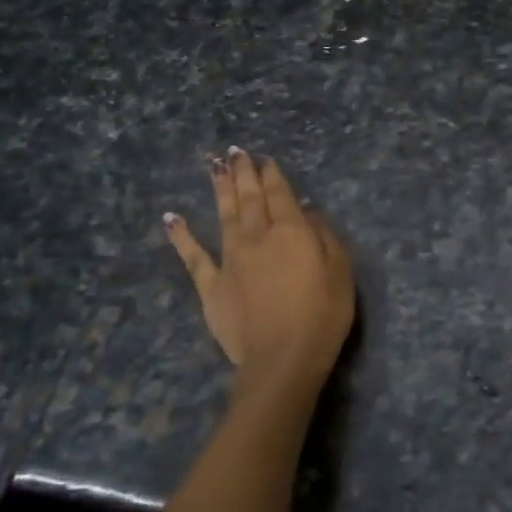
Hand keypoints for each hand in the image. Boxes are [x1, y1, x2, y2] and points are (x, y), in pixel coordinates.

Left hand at [165, 149, 354, 409]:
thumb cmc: (322, 315)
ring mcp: (230, 259)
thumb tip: (307, 211)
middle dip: (243, 173)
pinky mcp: (211, 285)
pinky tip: (171, 218)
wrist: (282, 359)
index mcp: (291, 231)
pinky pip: (193, 256)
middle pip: (249, 198)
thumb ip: (325, 237)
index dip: (272, 175)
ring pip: (223, 215)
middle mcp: (257, 237)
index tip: (264, 159)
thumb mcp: (340, 272)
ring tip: (214, 167)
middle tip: (236, 152)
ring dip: (219, 189)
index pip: (280, 194)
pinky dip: (181, 235)